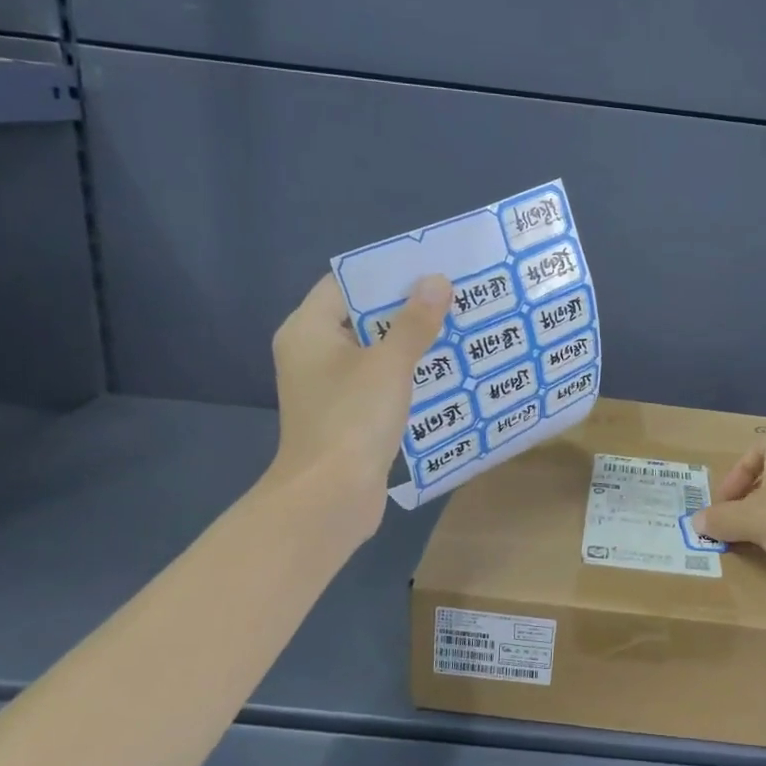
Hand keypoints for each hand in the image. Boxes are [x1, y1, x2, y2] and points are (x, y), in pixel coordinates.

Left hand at [265, 273, 451, 520]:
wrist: (330, 497)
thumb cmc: (352, 419)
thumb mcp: (390, 365)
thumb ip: (414, 322)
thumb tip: (436, 281)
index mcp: (309, 330)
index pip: (345, 284)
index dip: (386, 274)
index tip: (429, 268)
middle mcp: (312, 352)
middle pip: (362, 317)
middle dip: (407, 308)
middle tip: (453, 296)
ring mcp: (327, 386)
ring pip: (373, 351)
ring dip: (411, 342)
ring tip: (457, 328)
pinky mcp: (345, 414)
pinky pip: (377, 381)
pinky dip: (405, 374)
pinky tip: (443, 371)